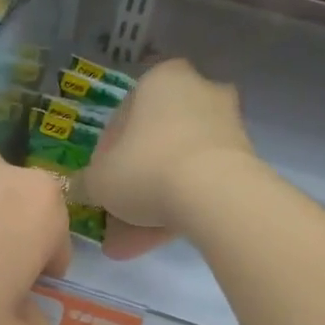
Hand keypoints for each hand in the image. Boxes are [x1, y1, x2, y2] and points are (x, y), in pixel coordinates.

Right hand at [77, 58, 255, 259]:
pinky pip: (200, 183)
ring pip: (176, 168)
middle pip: (154, 144)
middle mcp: (198, 91)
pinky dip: (178, 208)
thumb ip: (87, 182)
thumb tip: (81, 188)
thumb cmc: (146, 169)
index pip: (123, 118)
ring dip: (152, 204)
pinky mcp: (244, 159)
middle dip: (132, 186)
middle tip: (115, 218)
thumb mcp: (100, 180)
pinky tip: (155, 242)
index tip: (100, 185)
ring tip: (130, 245)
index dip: (105, 156)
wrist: (215, 193)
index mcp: (161, 80)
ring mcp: (226, 126)